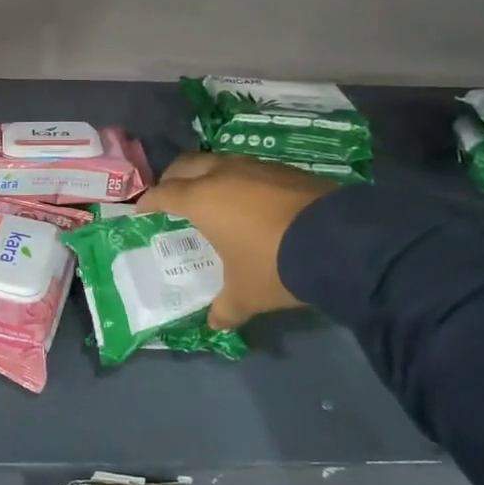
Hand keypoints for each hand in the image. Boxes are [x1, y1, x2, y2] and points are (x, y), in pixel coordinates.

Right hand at [139, 153, 337, 329]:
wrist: (340, 243)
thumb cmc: (274, 265)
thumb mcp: (246, 295)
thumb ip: (225, 308)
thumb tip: (215, 324)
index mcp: (202, 200)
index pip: (164, 194)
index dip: (149, 202)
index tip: (143, 211)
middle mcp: (223, 175)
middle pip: (186, 165)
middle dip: (173, 178)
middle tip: (171, 196)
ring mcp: (256, 167)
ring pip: (219, 161)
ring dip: (207, 174)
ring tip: (209, 194)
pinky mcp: (285, 169)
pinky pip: (249, 168)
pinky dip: (239, 178)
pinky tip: (249, 199)